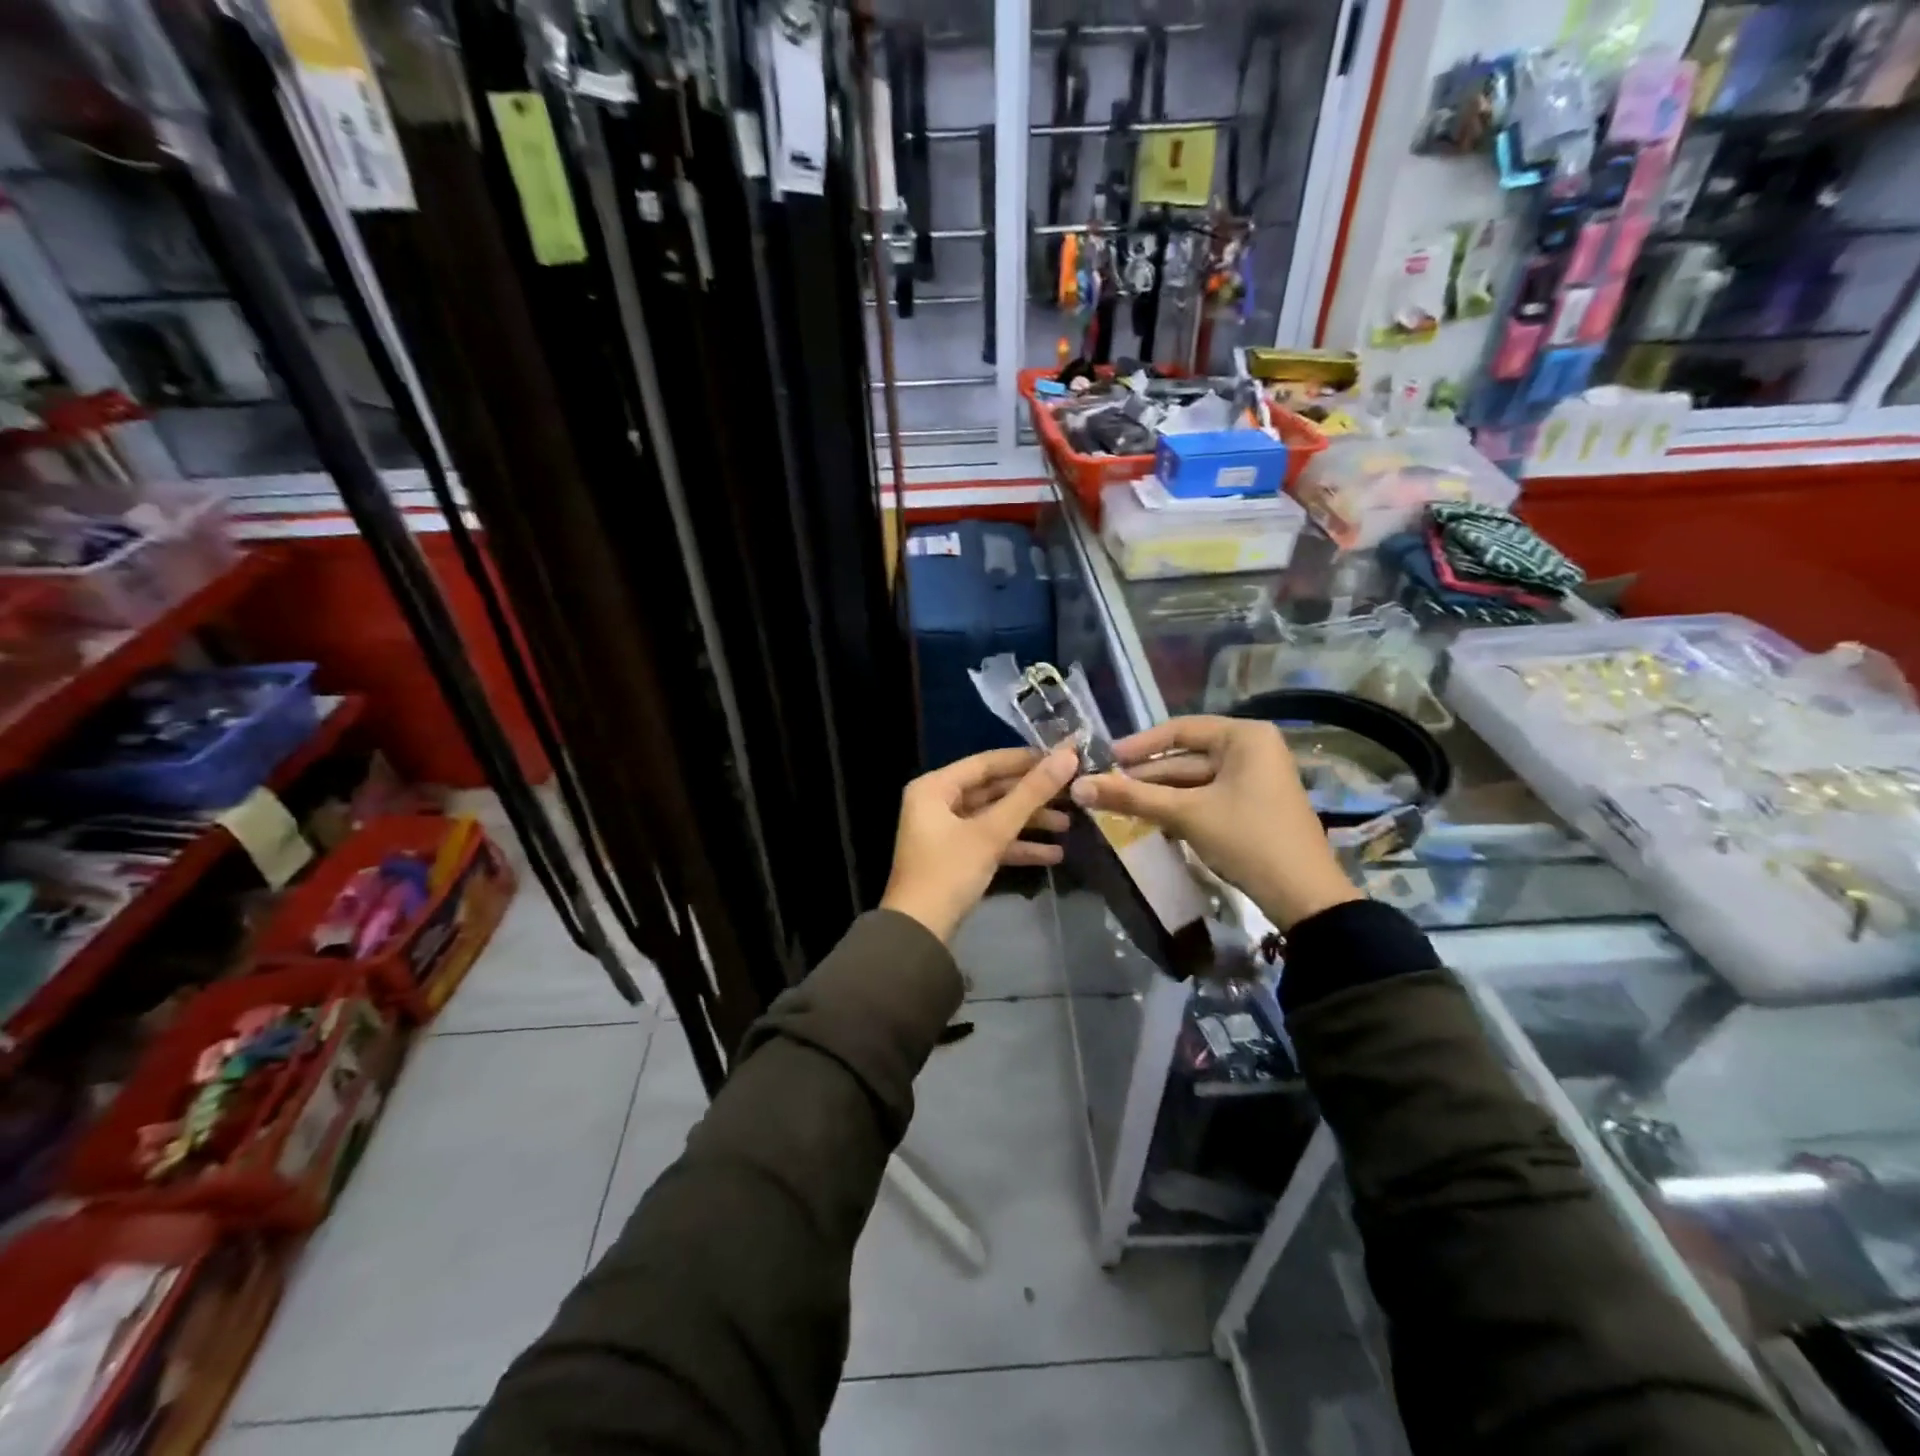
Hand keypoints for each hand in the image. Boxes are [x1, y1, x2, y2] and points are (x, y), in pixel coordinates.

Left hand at [880, 745, 1079, 941]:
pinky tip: (1053, 854)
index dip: (1025, 759)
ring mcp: (946, 832)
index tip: (1062, 757)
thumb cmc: (949, 872)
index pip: (986, 763)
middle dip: (1031, 795)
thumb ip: (1030, 794)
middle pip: (992, 790)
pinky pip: (990, 841)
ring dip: (1029, 822)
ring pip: (994, 817)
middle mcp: (937, 803)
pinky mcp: (956, 857)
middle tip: (1071, 791)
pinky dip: (1017, 846)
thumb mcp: (991, 832)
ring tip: (1070, 824)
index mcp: (935, 788)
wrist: (919, 933)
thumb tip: (1067, 756)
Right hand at [1069, 716, 1359, 930]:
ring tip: (1117, 803)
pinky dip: (1178, 806)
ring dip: (1158, 793)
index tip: (1105, 758)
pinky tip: (1148, 817)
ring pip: (1194, 780)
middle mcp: (1252, 749)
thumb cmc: (1247, 839)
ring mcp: (1254, 779)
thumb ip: (1132, 797)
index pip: (1180, 729)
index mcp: (1244, 737)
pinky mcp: (1252, 806)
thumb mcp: (1186, 814)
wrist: (1303, 896)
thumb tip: (1078, 786)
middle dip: (1145, 775)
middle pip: (1186, 757)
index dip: (1139, 745)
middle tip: (1103, 786)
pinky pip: (1206, 797)